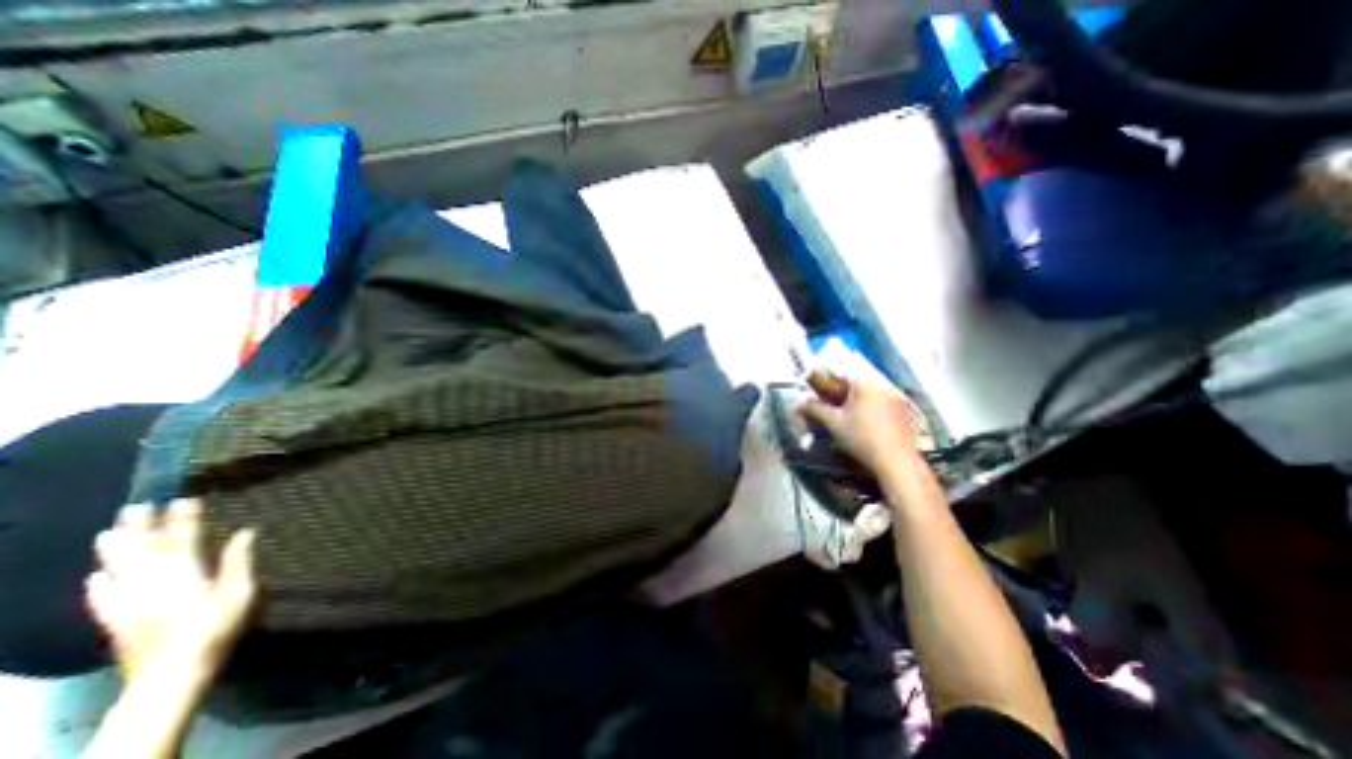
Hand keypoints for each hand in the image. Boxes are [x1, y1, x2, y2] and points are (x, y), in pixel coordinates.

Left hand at [89, 502, 259, 678]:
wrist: (171, 673)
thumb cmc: (216, 626)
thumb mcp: (240, 592)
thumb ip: (239, 561)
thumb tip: (246, 532)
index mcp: (184, 572)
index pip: (183, 538)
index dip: (185, 518)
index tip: (186, 498)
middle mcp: (151, 582)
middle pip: (143, 550)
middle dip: (141, 527)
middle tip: (137, 506)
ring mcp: (128, 603)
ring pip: (118, 569)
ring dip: (114, 549)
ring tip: (108, 531)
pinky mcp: (116, 621)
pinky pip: (102, 599)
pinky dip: (98, 585)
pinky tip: (96, 577)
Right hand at [795, 355, 925, 480]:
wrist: (896, 463)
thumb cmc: (861, 439)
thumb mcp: (833, 423)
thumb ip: (815, 408)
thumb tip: (800, 402)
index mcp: (865, 383)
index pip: (844, 369)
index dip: (830, 376)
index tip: (821, 387)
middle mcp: (884, 384)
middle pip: (859, 378)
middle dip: (845, 387)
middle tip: (834, 401)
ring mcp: (898, 397)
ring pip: (873, 388)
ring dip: (859, 396)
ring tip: (850, 412)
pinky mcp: (905, 410)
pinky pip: (885, 399)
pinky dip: (874, 405)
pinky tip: (869, 421)